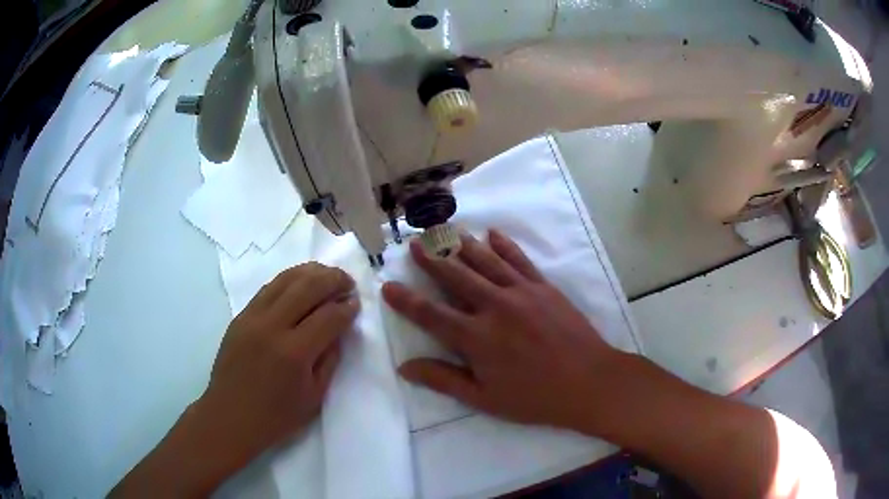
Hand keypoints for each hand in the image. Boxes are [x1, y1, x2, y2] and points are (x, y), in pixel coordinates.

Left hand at [198, 263, 358, 460]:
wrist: (230, 416)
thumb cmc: (276, 416)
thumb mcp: (314, 396)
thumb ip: (330, 359)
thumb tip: (339, 328)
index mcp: (294, 353)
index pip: (328, 317)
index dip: (347, 308)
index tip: (357, 303)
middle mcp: (272, 327)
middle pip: (307, 287)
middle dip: (333, 279)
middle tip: (348, 282)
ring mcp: (252, 318)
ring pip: (285, 280)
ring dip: (311, 272)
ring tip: (327, 274)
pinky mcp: (240, 316)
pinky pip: (268, 288)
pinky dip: (289, 280)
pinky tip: (300, 283)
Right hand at [382, 230, 624, 431]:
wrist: (589, 381)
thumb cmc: (535, 397)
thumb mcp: (484, 398)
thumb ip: (443, 380)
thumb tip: (405, 367)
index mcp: (476, 337)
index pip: (430, 314)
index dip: (406, 300)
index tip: (388, 285)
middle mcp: (494, 306)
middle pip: (455, 276)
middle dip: (431, 258)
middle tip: (414, 242)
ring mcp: (521, 292)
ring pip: (484, 260)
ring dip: (461, 244)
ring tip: (444, 230)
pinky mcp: (544, 286)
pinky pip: (519, 259)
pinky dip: (504, 244)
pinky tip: (493, 233)